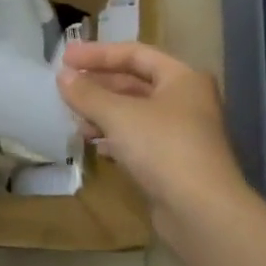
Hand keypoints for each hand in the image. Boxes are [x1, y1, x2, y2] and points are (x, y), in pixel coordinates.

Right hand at [57, 42, 247, 232]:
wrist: (201, 212)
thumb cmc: (163, 148)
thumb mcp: (118, 115)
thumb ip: (88, 93)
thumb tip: (63, 76)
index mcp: (182, 78)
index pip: (135, 53)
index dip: (98, 53)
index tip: (65, 58)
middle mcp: (186, 100)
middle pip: (135, 82)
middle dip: (99, 84)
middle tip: (65, 86)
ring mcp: (181, 133)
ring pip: (135, 113)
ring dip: (103, 112)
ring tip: (74, 118)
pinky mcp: (174, 162)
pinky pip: (138, 139)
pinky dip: (114, 137)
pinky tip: (93, 144)